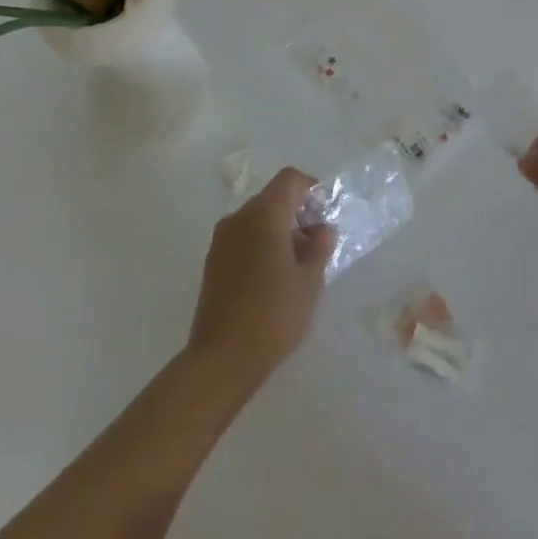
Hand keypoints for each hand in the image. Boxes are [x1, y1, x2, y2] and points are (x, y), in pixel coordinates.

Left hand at [186, 168, 336, 395]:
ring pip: (256, 218)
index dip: (311, 188)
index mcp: (264, 214)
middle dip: (297, 211)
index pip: (290, 179)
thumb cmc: (274, 314)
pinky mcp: (212, 262)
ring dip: (279, 229)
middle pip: (272, 197)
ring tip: (297, 264)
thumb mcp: (310, 280)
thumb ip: (320, 247)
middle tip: (316, 242)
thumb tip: (322, 230)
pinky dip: (261, 243)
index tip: (325, 213)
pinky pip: (243, 237)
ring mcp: (221, 240)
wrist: (221, 358)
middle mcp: (239, 218)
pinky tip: (273, 276)